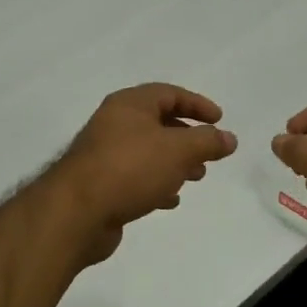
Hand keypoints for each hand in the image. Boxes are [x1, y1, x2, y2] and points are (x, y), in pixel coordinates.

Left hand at [49, 83, 237, 263]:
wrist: (77, 212)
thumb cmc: (130, 169)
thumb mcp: (178, 150)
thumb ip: (207, 142)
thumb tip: (230, 138)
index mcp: (129, 105)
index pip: (169, 93)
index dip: (197, 104)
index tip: (219, 120)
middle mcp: (114, 124)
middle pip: (158, 122)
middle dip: (188, 137)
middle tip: (209, 153)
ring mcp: (105, 155)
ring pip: (148, 151)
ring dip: (175, 162)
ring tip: (196, 177)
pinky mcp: (102, 184)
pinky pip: (136, 177)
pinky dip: (157, 183)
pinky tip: (170, 199)